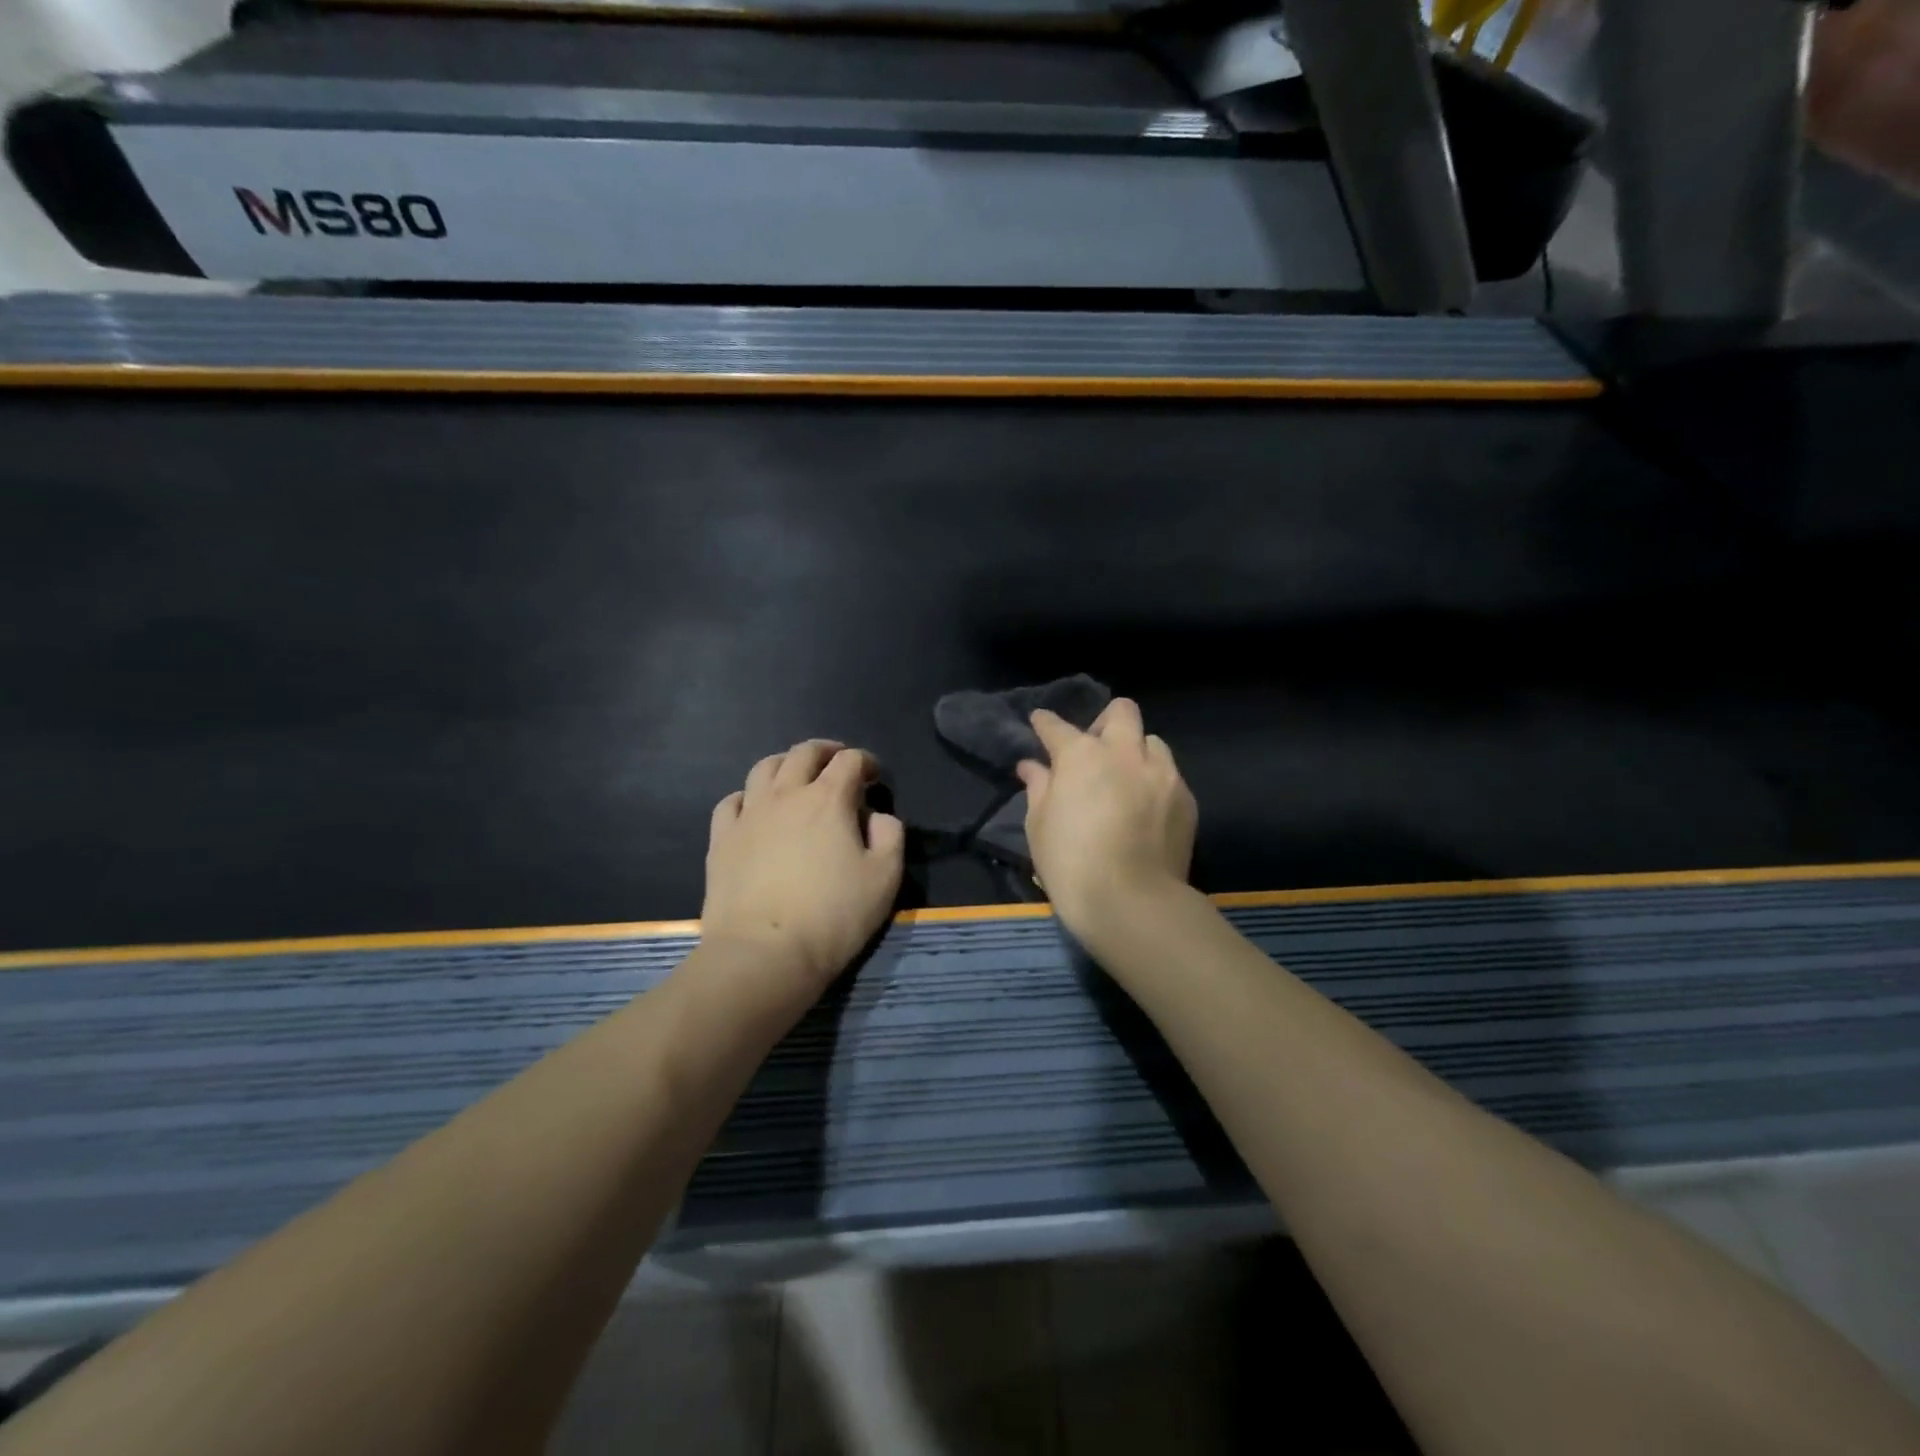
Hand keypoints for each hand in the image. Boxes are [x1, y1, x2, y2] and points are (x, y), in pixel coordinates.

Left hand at [702, 740, 905, 995]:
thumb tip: (877, 816)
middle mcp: (786, 795)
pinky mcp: (721, 839)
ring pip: (764, 768)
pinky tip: (755, 809)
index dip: (866, 762)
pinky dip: (749, 796)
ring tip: (796, 777)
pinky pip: (731, 801)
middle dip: (826, 751)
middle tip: (838, 763)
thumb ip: (890, 836)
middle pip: (804, 753)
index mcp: (829, 799)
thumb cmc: (832, 917)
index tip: (874, 777)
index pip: (850, 761)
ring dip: (786, 764)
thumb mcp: (884, 878)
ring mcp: (748, 815)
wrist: (763, 954)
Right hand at [1018, 700, 1197, 936]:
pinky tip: (1145, 808)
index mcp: (1081, 755)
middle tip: (1095, 748)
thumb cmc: (1071, 863)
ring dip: (1136, 751)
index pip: (1056, 726)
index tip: (1040, 722)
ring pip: (1152, 741)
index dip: (1045, 723)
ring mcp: (1161, 773)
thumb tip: (1032, 766)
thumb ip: (1038, 787)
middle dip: (1105, 721)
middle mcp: (1124, 752)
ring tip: (1126, 779)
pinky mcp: (1186, 798)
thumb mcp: (1038, 826)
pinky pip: (1169, 775)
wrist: (1132, 901)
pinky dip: (1154, 782)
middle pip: (1121, 711)